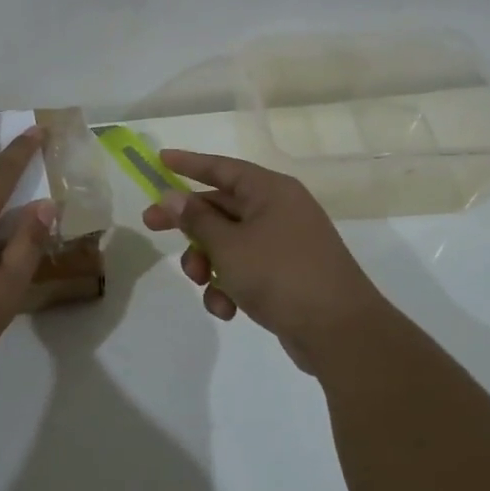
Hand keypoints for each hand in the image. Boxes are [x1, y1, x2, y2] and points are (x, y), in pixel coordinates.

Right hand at [142, 150, 400, 374]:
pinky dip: (231, 286)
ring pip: (230, 243)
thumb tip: (173, 197)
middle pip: (222, 207)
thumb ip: (197, 220)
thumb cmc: (280, 274)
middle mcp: (279, 211)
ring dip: (208, 262)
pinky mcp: (287, 276)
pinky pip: (246, 270)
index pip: (222, 168)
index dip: (189, 163)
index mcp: (271, 191)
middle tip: (151, 226)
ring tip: (202, 282)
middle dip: (189, 224)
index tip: (160, 159)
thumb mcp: (229, 245)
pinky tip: (228, 309)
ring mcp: (285, 244)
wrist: (339, 331)